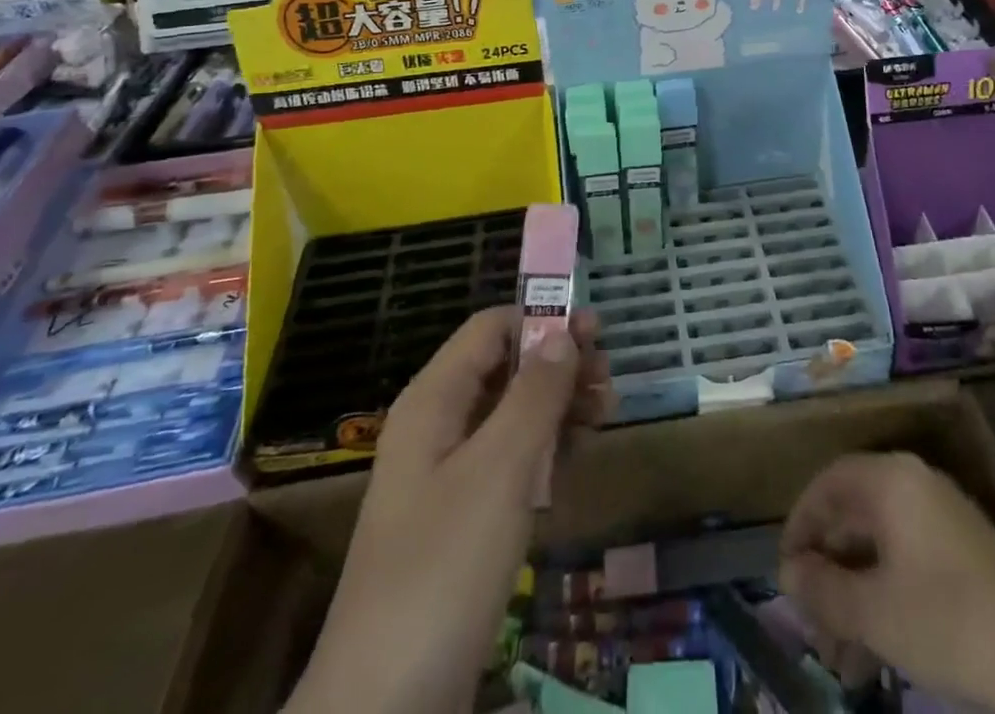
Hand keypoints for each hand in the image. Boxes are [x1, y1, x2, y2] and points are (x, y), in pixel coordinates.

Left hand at [288, 306, 612, 713]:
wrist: (384, 712)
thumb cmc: (442, 571)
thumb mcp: (498, 472)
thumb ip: (534, 395)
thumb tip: (563, 333)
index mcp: (433, 402)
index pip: (488, 330)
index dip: (541, 320)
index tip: (597, 332)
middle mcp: (436, 429)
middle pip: (503, 370)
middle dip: (557, 363)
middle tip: (610, 378)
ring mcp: (447, 479)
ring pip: (510, 416)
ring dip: (557, 405)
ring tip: (605, 411)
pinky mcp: (461, 524)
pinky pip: (508, 463)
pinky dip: (544, 449)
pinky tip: (576, 456)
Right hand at [779, 454, 994, 713]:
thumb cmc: (948, 620)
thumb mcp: (874, 611)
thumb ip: (823, 590)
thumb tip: (788, 574)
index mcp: (889, 479)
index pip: (827, 484)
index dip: (800, 525)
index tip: (785, 573)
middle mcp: (913, 485)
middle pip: (852, 518)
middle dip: (827, 576)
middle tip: (813, 629)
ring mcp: (942, 518)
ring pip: (879, 548)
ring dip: (853, 598)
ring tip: (842, 660)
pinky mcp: (963, 554)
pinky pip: (906, 563)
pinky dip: (884, 599)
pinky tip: (877, 652)